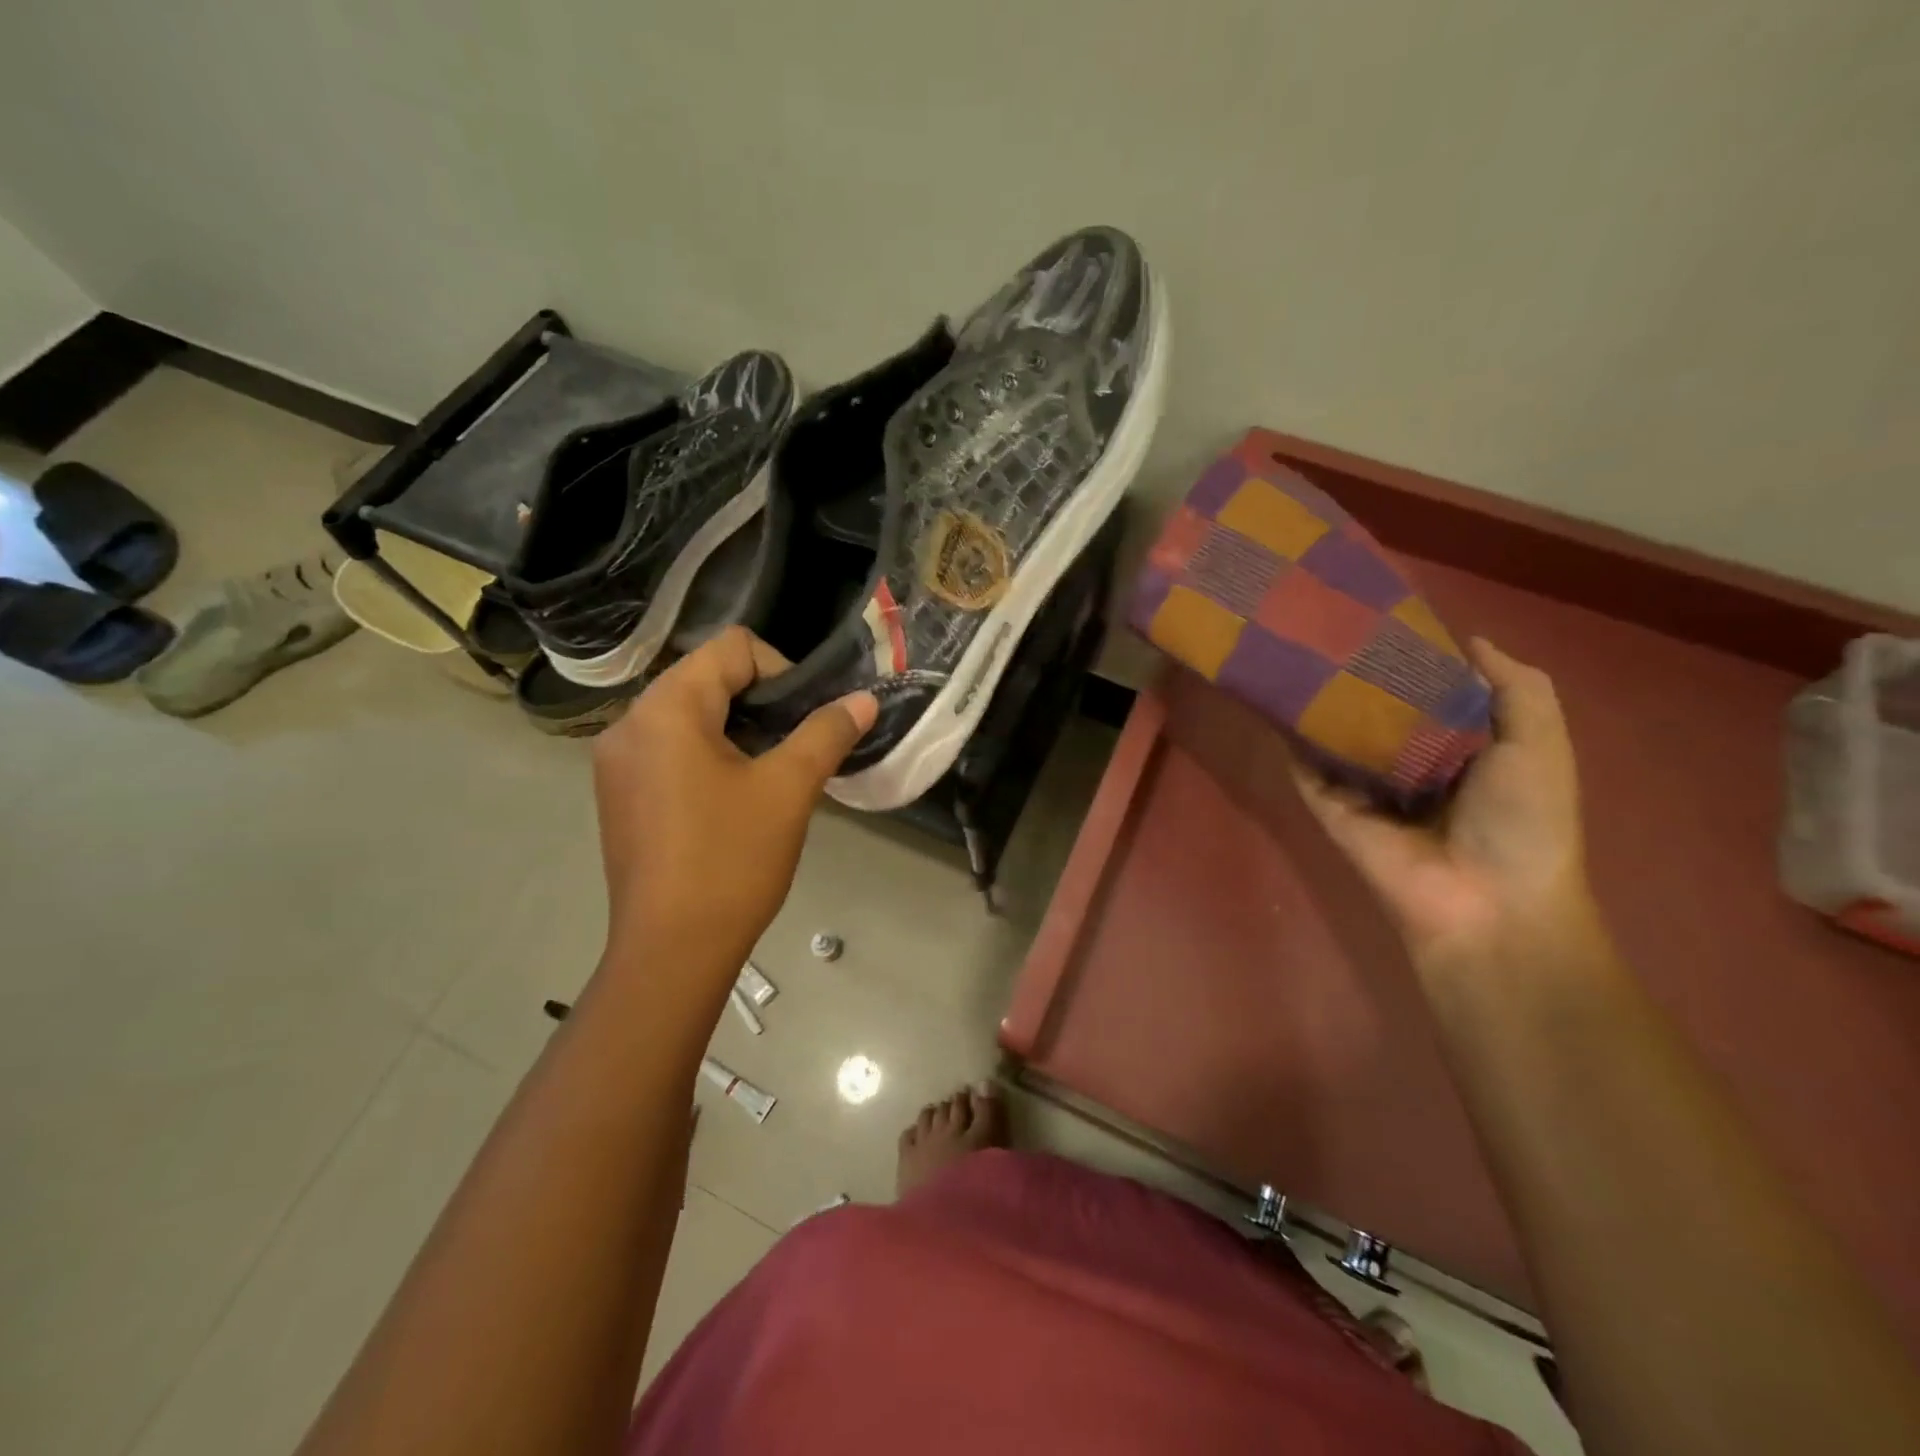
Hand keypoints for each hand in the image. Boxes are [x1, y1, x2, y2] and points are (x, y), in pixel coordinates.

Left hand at [591, 628, 876, 975]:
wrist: (672, 950)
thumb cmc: (732, 860)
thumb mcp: (789, 789)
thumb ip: (826, 733)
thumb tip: (864, 699)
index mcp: (667, 708)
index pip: (731, 649)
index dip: (781, 670)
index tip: (807, 718)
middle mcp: (630, 723)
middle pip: (706, 678)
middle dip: (760, 701)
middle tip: (795, 745)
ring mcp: (617, 762)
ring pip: (688, 715)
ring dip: (736, 729)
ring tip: (771, 772)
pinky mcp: (619, 794)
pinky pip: (669, 749)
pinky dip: (707, 754)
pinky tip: (733, 797)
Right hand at [1292, 638, 1599, 971]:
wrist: (1485, 901)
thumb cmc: (1525, 820)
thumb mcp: (1541, 743)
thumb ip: (1516, 688)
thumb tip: (1471, 639)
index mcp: (1465, 749)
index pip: (1433, 694)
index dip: (1415, 659)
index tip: (1386, 620)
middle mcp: (1413, 764)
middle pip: (1380, 712)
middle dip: (1362, 677)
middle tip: (1331, 630)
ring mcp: (1368, 788)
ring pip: (1338, 737)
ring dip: (1321, 705)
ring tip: (1294, 654)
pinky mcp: (1332, 808)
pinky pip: (1308, 771)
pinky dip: (1292, 742)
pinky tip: (1274, 702)